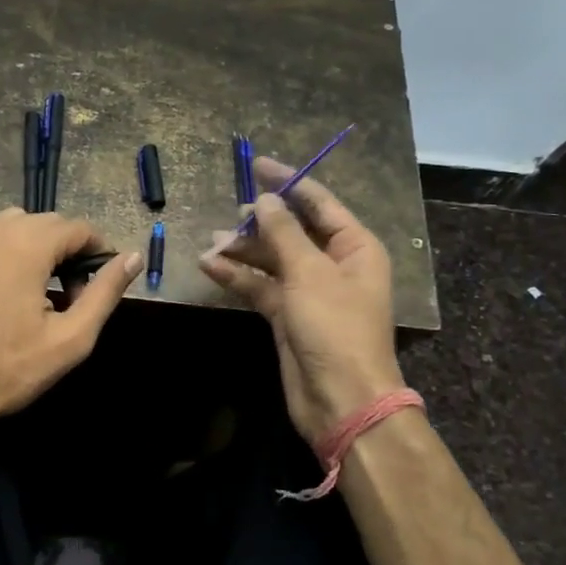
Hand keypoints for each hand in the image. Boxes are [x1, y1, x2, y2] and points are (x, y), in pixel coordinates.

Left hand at [0, 208, 140, 438]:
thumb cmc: (5, 369)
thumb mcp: (70, 339)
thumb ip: (105, 293)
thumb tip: (133, 257)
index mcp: (25, 244)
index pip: (77, 227)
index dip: (99, 252)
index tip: (102, 285)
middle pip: (45, 224)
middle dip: (68, 251)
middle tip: (74, 297)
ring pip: (13, 228)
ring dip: (37, 250)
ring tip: (41, 295)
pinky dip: (6, 256)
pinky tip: (5, 297)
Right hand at [198, 157, 404, 444]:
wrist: (341, 399)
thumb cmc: (335, 328)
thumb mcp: (309, 273)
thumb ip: (284, 233)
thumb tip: (265, 201)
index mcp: (355, 247)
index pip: (319, 203)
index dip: (288, 182)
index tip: (256, 165)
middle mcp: (334, 265)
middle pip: (292, 231)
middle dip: (259, 223)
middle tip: (230, 217)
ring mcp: (309, 292)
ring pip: (271, 260)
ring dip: (243, 251)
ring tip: (211, 243)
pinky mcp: (287, 316)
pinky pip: (260, 287)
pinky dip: (238, 277)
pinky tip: (210, 266)